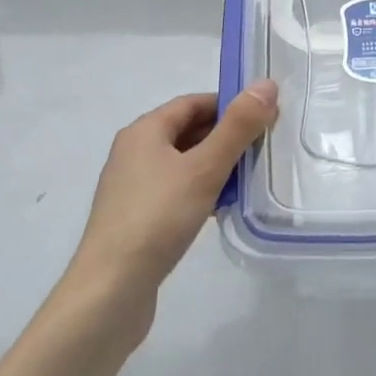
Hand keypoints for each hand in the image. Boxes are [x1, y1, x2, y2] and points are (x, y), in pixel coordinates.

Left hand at [64, 81, 277, 332]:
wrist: (110, 292)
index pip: (193, 102)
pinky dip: (200, 192)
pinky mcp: (136, 219)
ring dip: (215, 167)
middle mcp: (134, 152)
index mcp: (144, 131)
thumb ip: (238, 127)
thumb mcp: (204, 168)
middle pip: (187, 131)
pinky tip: (221, 210)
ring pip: (183, 164)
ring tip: (249, 181)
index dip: (229, 105)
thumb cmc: (157, 218)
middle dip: (225, 136)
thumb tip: (266, 84)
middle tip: (263, 148)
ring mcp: (132, 188)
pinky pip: (175, 192)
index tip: (264, 117)